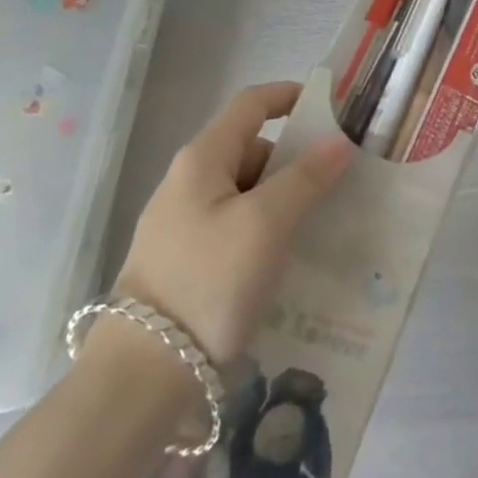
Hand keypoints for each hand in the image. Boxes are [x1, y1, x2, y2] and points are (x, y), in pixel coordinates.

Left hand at [112, 81, 353, 362]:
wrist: (137, 382)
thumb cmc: (207, 283)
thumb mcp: (266, 224)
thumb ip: (306, 177)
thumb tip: (340, 142)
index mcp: (202, 158)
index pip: (251, 103)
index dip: (289, 95)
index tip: (330, 108)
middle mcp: (186, 182)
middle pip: (249, 148)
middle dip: (292, 159)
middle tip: (333, 181)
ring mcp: (178, 225)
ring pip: (242, 192)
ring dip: (280, 199)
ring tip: (316, 225)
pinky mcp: (179, 263)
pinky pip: (232, 227)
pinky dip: (261, 230)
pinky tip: (282, 261)